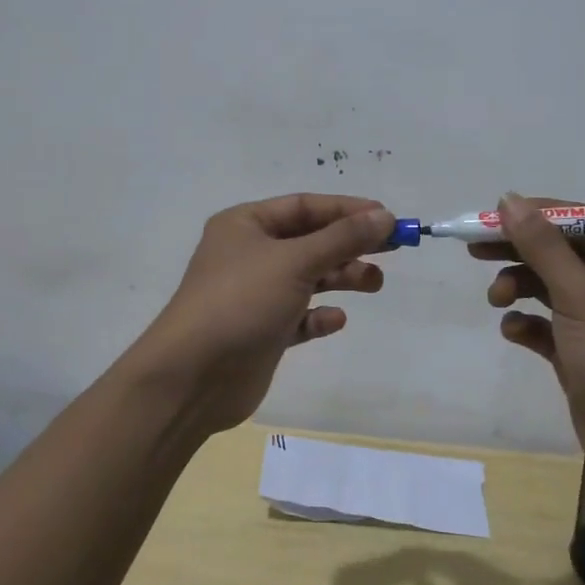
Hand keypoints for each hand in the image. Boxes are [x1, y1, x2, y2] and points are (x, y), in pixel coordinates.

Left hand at [130, 194, 395, 432]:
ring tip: (374, 284)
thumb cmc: (241, 302)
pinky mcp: (261, 331)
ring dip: (341, 277)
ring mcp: (254, 294)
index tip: (388, 218)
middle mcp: (249, 254)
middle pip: (310, 241)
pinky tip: (335, 320)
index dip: (348, 210)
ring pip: (308, 278)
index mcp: (246, 225)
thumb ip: (342, 238)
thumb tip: (384, 215)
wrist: (192, 378)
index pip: (305, 206)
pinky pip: (298, 316)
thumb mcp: (295, 261)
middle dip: (350, 244)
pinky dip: (319, 315)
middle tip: (392, 251)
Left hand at [294, 550, 516, 584]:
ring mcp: (346, 581)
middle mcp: (360, 566)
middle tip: (461, 578)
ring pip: (390, 567)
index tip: (476, 574)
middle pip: (406, 556)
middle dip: (436, 565)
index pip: (424, 555)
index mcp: (377, 570)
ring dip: (415, 575)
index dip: (454, 564)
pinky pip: (376, 581)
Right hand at [474, 192, 584, 489]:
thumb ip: (541, 246)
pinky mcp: (580, 351)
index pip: (576, 219)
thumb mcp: (580, 295)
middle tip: (475, 250)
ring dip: (518, 286)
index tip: (487, 218)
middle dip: (518, 251)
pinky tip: (513, 331)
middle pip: (558, 251)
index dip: (532, 215)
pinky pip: (545, 324)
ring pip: (547, 286)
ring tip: (497, 300)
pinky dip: (526, 323)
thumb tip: (508, 199)